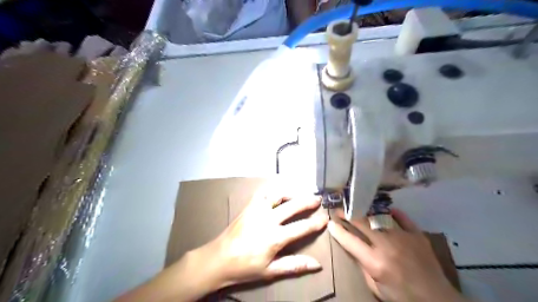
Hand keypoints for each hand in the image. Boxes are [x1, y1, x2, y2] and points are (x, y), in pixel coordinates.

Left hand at [196, 193, 325, 289]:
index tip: (325, 218)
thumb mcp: (270, 271)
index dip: (316, 222)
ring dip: (291, 193)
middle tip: (318, 199)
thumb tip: (317, 264)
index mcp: (275, 237)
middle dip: (308, 201)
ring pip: (278, 195)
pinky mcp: (249, 206)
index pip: (302, 227)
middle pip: (293, 206)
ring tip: (299, 194)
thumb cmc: (245, 267)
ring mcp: (257, 210)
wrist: (219, 258)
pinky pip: (263, 192)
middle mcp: (268, 219)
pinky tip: (277, 193)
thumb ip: (294, 265)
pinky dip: (273, 191)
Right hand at [328, 207, 466, 301]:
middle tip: (339, 209)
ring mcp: (403, 237)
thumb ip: (363, 266)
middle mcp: (387, 245)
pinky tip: (386, 210)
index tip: (330, 222)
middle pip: (362, 223)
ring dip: (365, 211)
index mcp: (375, 262)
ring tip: (358, 206)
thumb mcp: (375, 288)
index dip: (337, 230)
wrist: (437, 300)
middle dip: (347, 214)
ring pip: (379, 217)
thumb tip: (354, 248)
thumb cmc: (402, 297)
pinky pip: (402, 218)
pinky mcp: (417, 235)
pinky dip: (393, 213)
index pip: (350, 240)